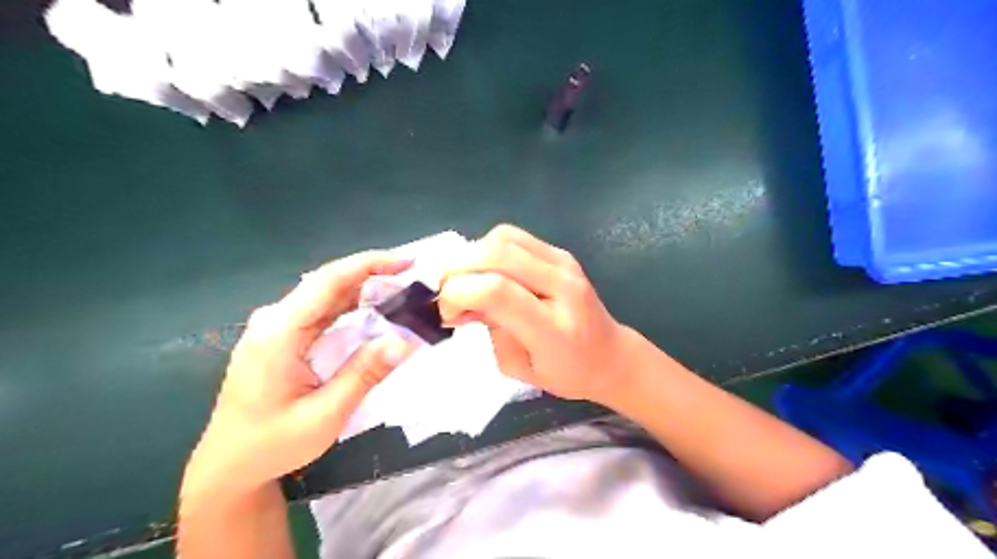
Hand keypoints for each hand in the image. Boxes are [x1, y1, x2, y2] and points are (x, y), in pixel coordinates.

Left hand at [181, 252, 416, 504]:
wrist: (229, 466)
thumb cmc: (273, 444)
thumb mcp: (325, 414)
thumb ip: (365, 373)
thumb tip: (406, 341)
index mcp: (279, 332)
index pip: (328, 281)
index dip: (369, 265)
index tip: (407, 262)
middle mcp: (275, 320)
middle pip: (329, 283)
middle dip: (374, 276)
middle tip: (414, 283)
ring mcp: (275, 328)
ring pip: (326, 296)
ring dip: (364, 292)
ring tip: (402, 295)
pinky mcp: (281, 338)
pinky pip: (321, 312)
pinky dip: (351, 308)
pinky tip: (374, 313)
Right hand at [441, 226, 629, 403]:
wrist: (610, 355)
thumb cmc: (565, 373)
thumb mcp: (518, 368)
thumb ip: (491, 329)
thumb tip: (465, 297)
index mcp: (553, 329)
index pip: (497, 290)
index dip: (459, 293)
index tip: (449, 313)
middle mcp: (562, 286)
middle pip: (497, 253)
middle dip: (458, 269)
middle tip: (449, 294)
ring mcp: (564, 263)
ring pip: (503, 237)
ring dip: (472, 256)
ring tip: (468, 283)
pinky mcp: (561, 253)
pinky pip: (513, 237)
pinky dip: (489, 250)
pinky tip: (488, 273)